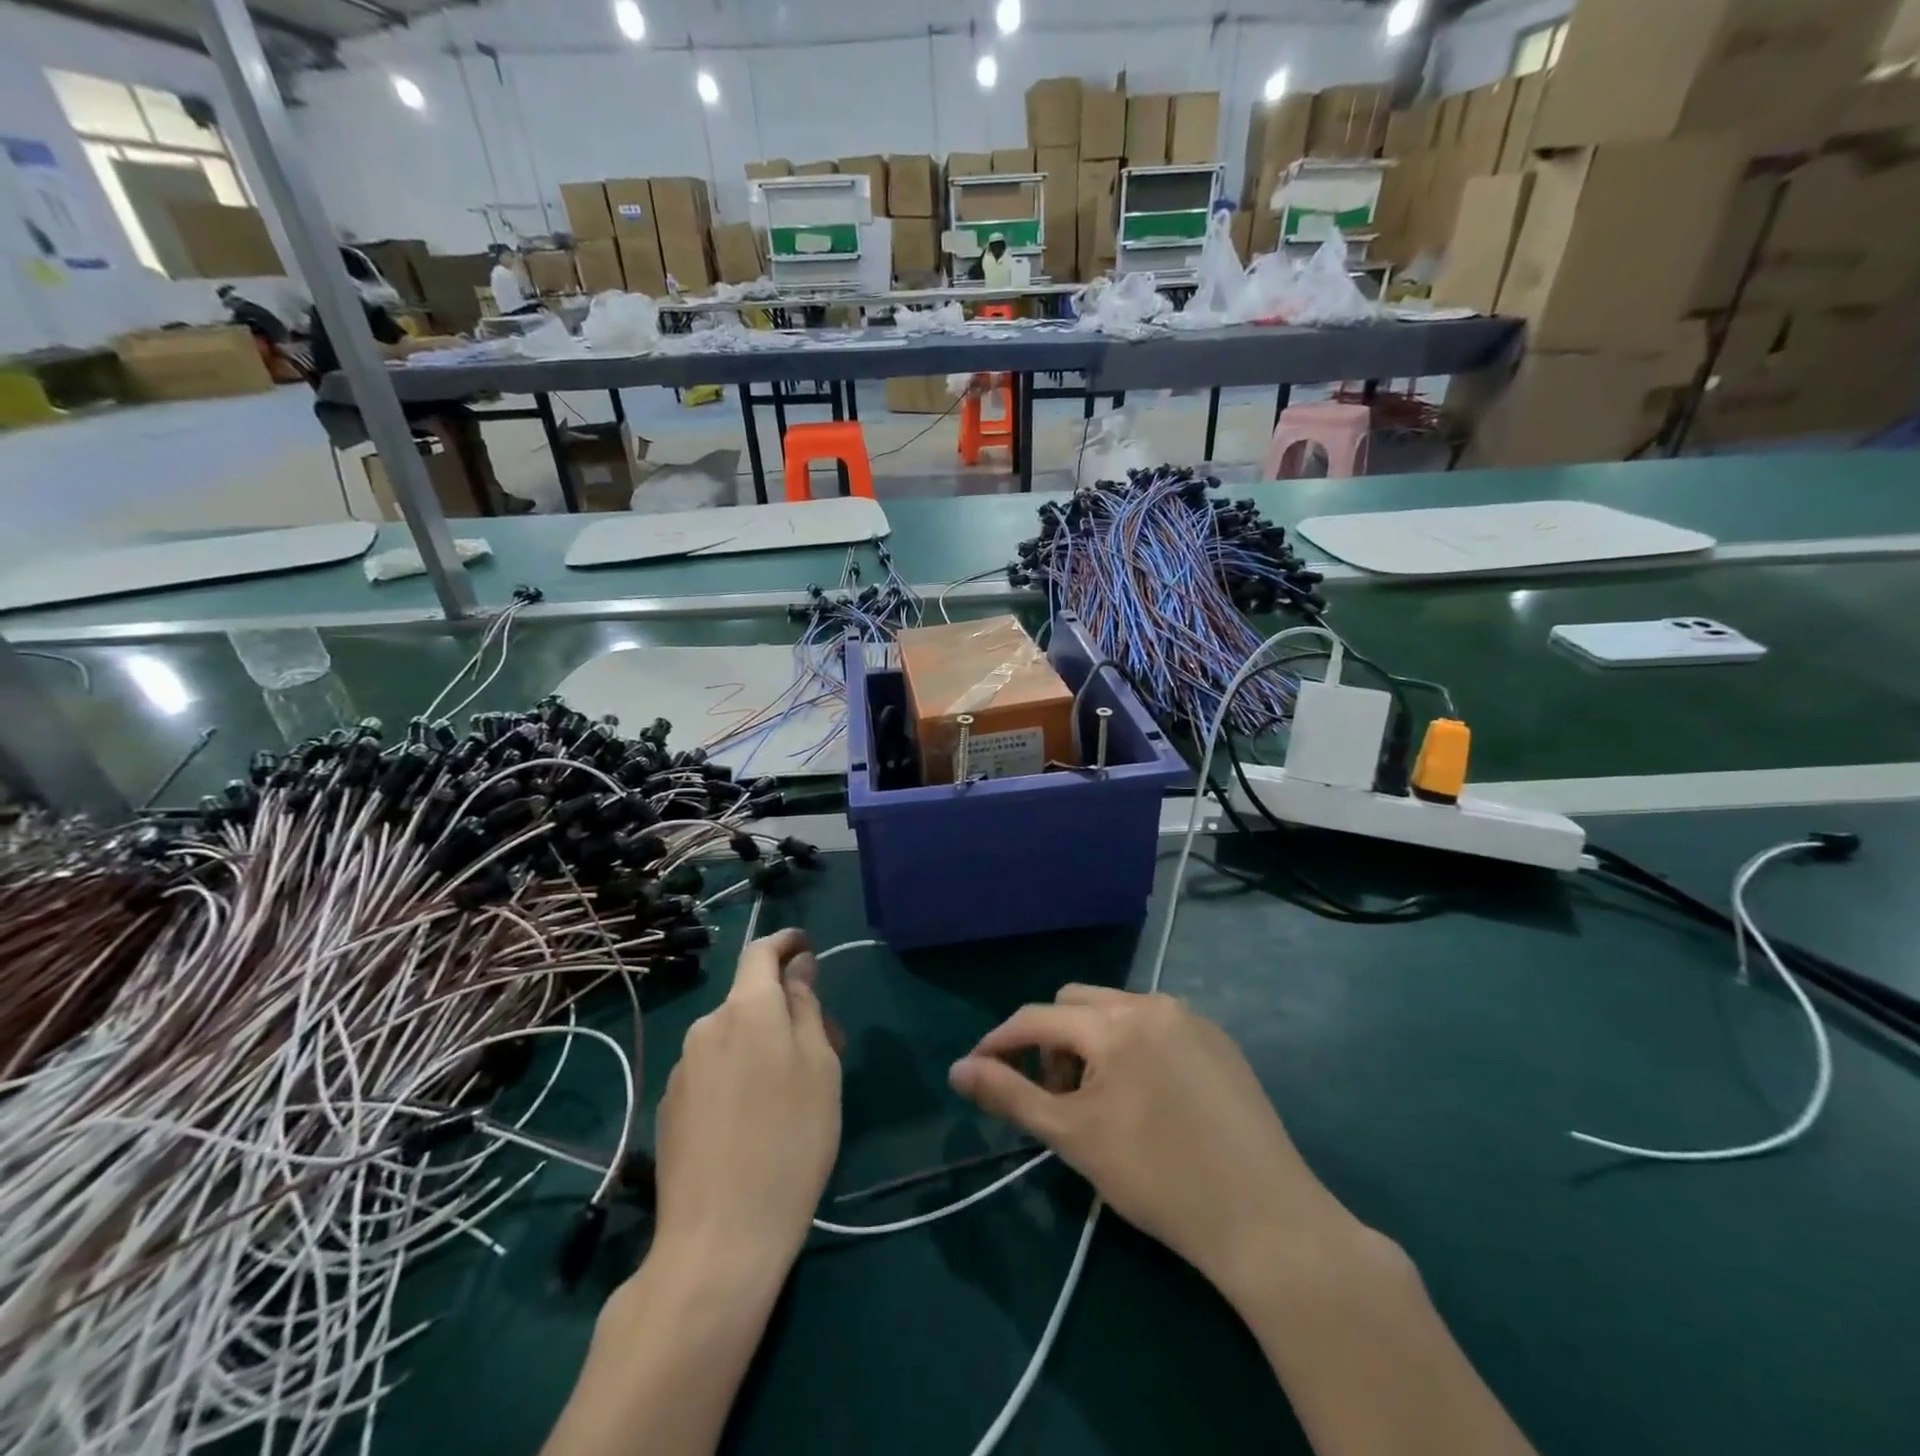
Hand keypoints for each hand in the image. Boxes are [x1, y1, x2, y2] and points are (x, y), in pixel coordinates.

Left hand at [653, 930, 840, 1275]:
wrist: (718, 1240)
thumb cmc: (790, 1143)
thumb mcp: (819, 1068)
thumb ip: (806, 1008)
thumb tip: (798, 968)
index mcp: (747, 1010)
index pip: (761, 952)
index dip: (786, 943)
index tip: (807, 948)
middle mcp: (707, 1028)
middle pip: (750, 998)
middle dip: (784, 1008)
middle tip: (824, 1047)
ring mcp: (682, 1069)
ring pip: (732, 1036)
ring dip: (762, 1044)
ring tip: (792, 1091)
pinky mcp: (670, 1107)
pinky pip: (713, 1069)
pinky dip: (738, 1073)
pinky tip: (754, 1120)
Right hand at [949, 986, 1351, 1304]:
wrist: (1264, 1218)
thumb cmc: (1157, 1179)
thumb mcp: (1072, 1137)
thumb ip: (1009, 1095)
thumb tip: (957, 1070)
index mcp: (1113, 1023)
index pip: (1036, 1017)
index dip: (1000, 1042)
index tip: (978, 1070)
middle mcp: (1150, 1003)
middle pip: (1075, 1003)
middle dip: (1052, 1042)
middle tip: (1058, 1098)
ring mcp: (1190, 1017)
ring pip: (1116, 1011)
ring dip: (1091, 1042)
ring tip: (1101, 1101)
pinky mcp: (1218, 1038)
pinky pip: (1155, 1024)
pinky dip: (1132, 1046)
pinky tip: (1148, 1098)